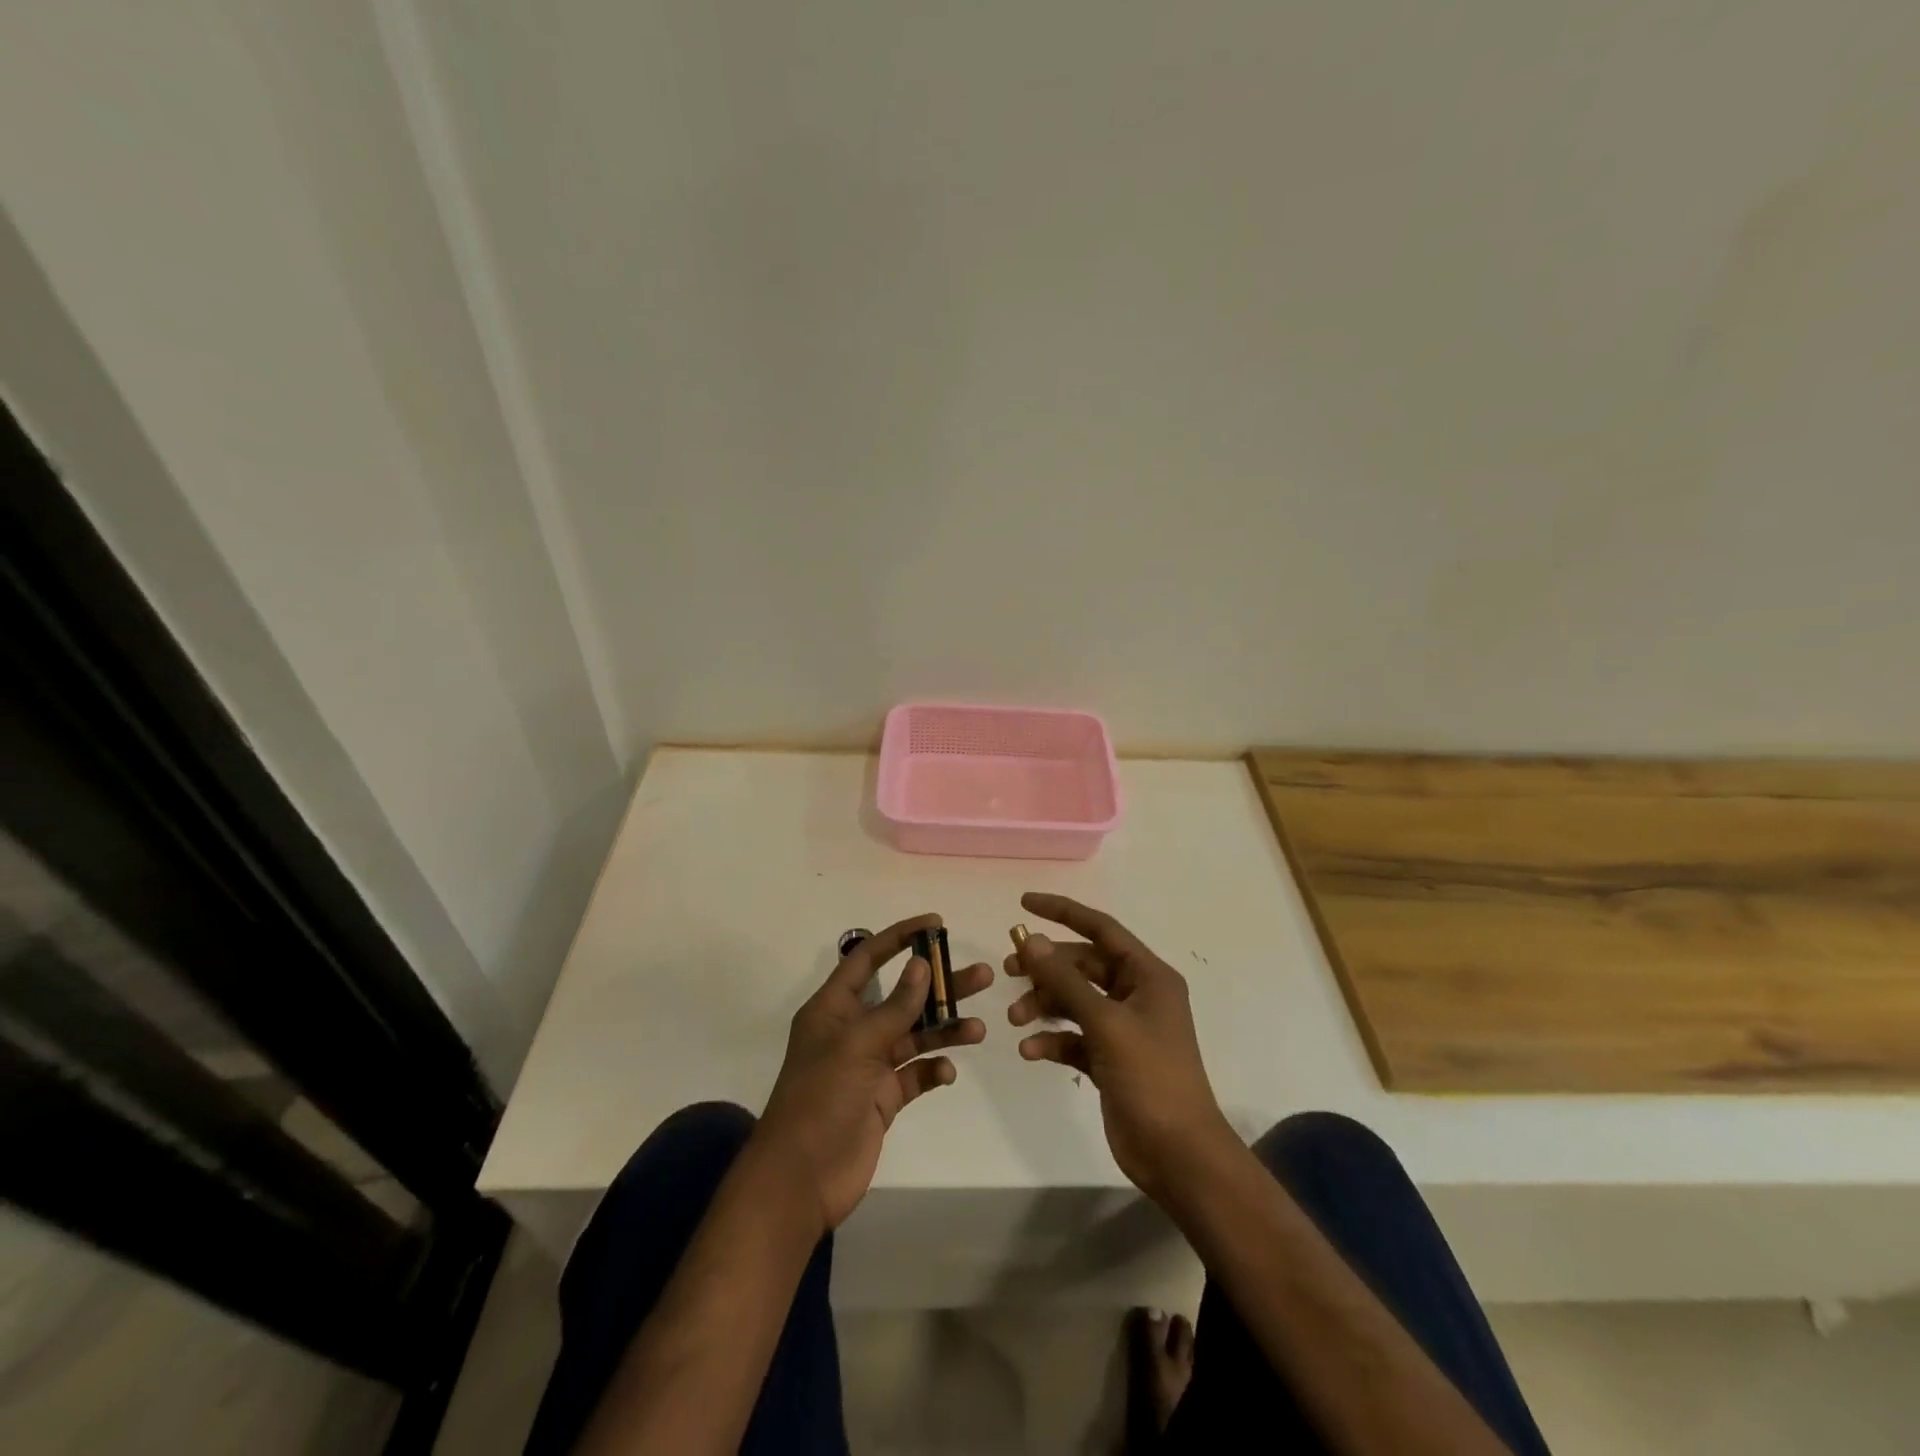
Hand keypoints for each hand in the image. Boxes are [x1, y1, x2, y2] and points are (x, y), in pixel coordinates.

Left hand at [757, 914, 992, 1230]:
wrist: (800, 1181)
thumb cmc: (820, 1100)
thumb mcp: (857, 1046)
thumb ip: (895, 1007)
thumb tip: (923, 965)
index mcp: (834, 1008)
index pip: (868, 958)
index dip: (900, 937)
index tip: (936, 923)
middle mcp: (852, 1030)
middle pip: (902, 997)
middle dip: (940, 986)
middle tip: (982, 976)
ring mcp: (868, 1066)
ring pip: (914, 1036)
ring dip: (945, 1030)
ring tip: (979, 1029)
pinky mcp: (882, 1098)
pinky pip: (914, 1075)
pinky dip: (933, 1071)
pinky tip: (947, 1073)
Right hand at [1007, 893, 1236, 1200]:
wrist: (1178, 1155)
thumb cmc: (1150, 1077)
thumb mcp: (1106, 1023)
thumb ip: (1066, 981)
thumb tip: (1032, 940)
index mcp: (1148, 976)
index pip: (1101, 929)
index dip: (1063, 912)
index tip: (1024, 904)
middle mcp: (1136, 995)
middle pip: (1083, 966)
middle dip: (1046, 968)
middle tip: (1008, 971)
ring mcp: (1124, 1029)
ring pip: (1075, 1001)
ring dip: (1044, 1006)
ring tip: (1016, 1020)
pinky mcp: (1111, 1059)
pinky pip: (1075, 1037)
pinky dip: (1053, 1040)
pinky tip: (1031, 1052)